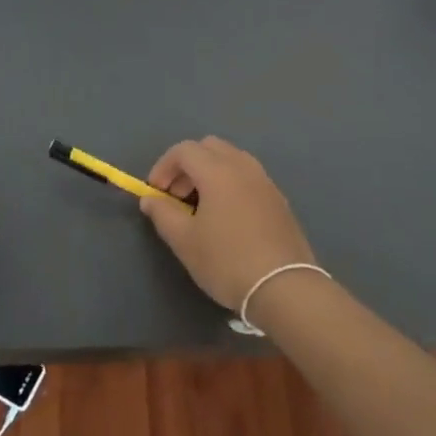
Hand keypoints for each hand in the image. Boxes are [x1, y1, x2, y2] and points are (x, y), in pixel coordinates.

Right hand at [140, 137, 314, 311]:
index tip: (156, 193)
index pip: (183, 150)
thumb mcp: (184, 241)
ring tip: (201, 206)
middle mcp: (243, 167)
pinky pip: (248, 177)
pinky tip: (227, 217)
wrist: (285, 288)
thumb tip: (150, 198)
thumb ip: (163, 213)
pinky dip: (230, 183)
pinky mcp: (279, 199)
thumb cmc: (227, 261)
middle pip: (209, 147)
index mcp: (218, 171)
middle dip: (187, 165)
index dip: (163, 167)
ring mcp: (265, 181)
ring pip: (231, 159)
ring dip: (209, 173)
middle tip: (177, 196)